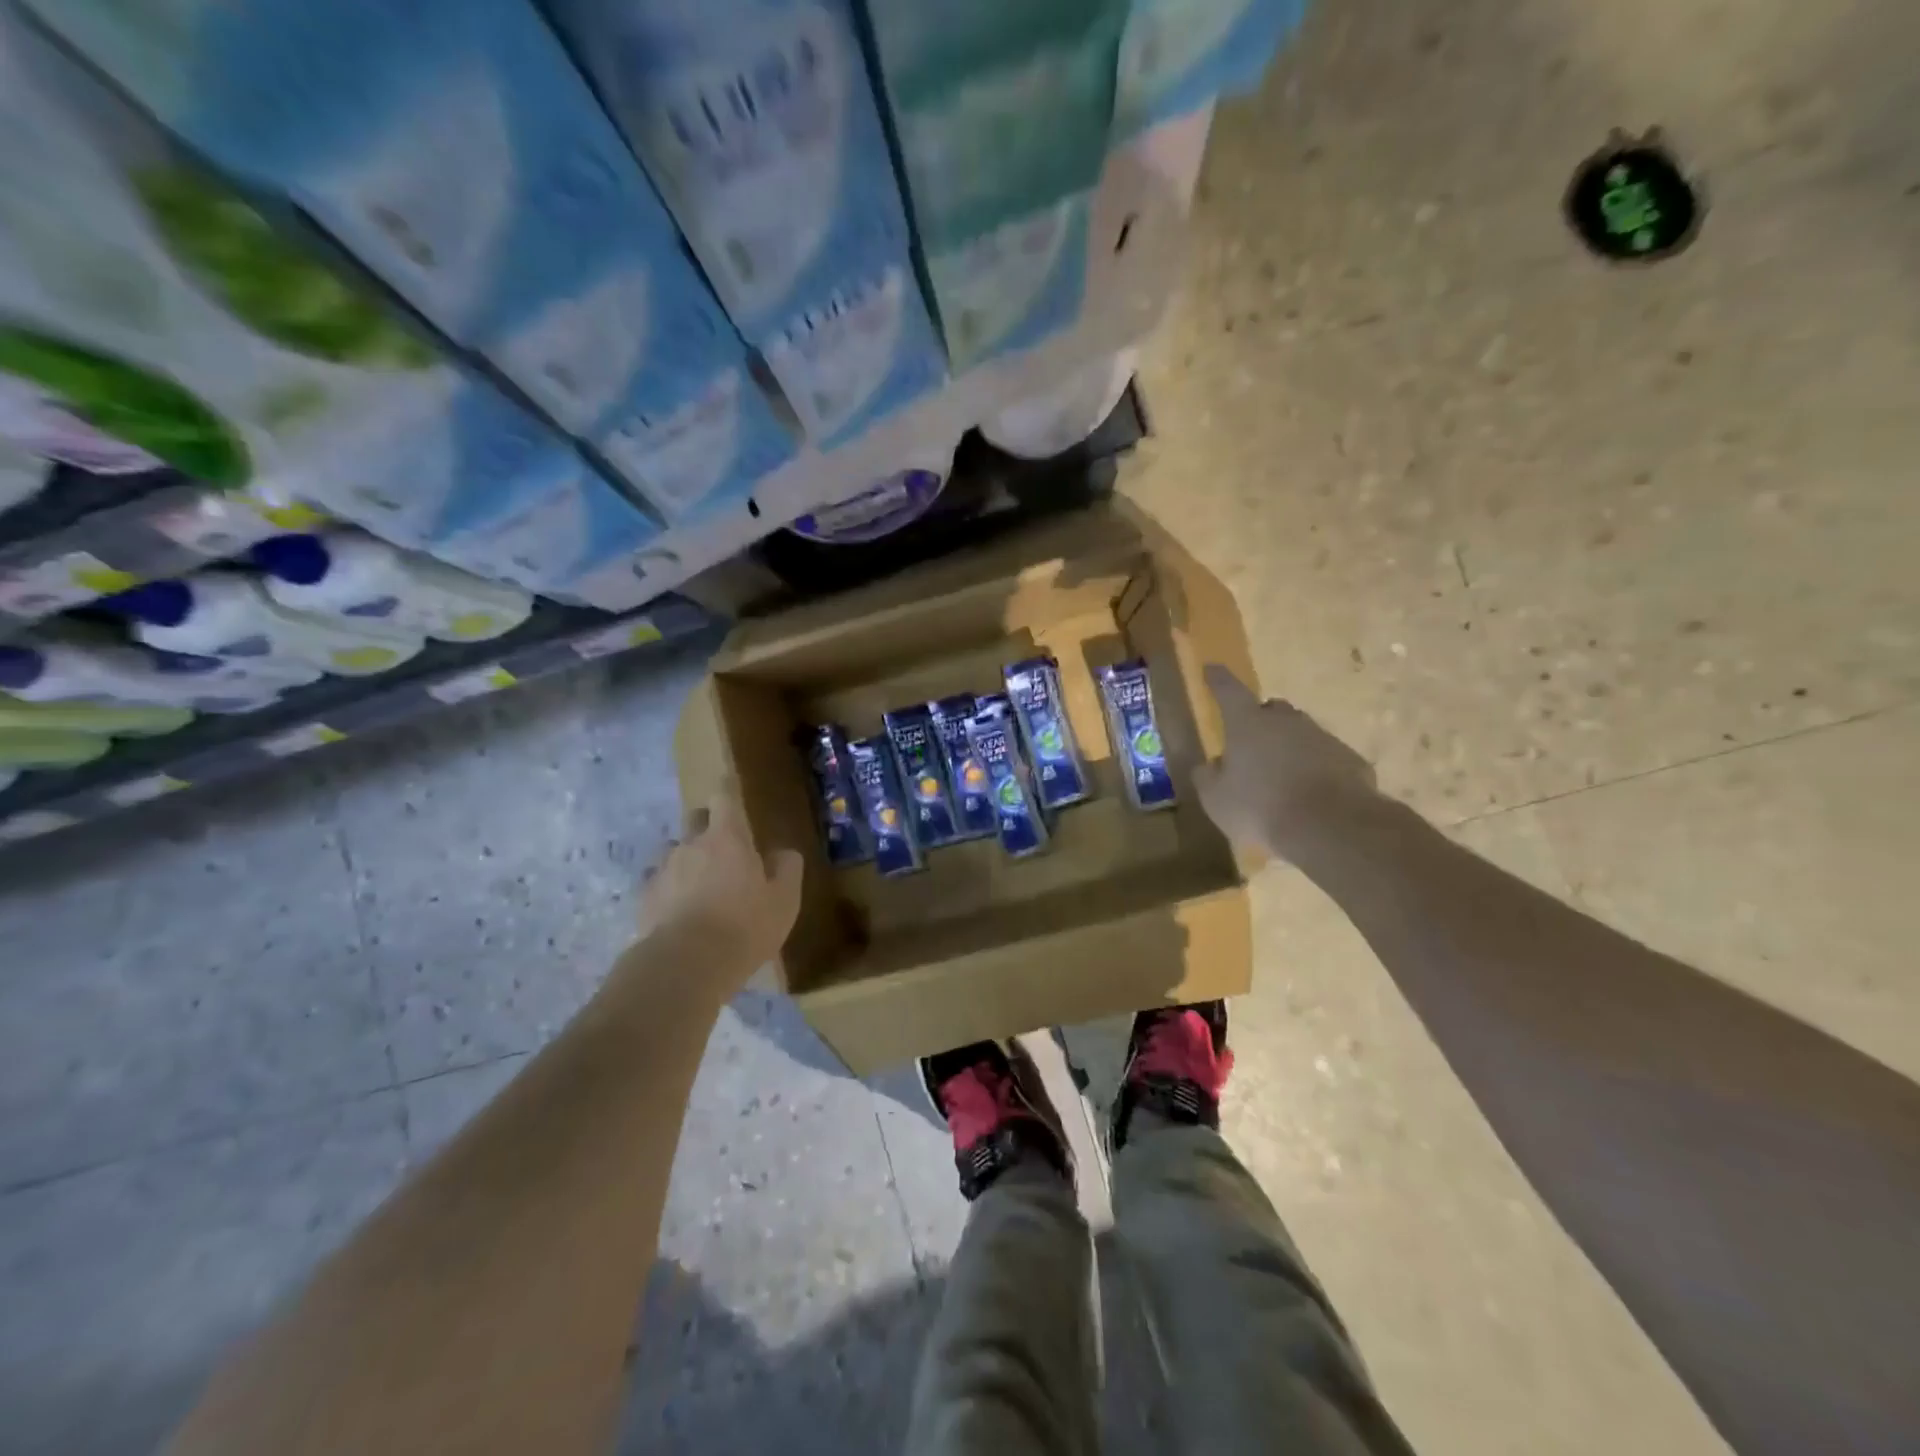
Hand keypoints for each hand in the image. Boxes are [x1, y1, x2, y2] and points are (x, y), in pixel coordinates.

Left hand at [637, 783, 802, 982]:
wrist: (685, 965)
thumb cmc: (744, 927)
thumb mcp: (784, 901)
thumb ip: (787, 869)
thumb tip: (783, 852)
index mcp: (727, 838)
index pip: (724, 798)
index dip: (728, 791)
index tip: (731, 787)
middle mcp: (691, 845)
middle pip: (695, 819)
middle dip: (708, 825)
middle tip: (724, 847)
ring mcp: (662, 870)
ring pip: (675, 852)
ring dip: (688, 860)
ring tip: (700, 885)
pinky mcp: (644, 899)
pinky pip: (659, 883)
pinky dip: (670, 890)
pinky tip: (680, 912)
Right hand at [1193, 665, 1380, 861]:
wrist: (1329, 827)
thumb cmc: (1260, 808)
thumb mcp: (1216, 799)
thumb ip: (1208, 777)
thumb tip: (1210, 765)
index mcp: (1248, 724)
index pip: (1228, 691)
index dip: (1217, 679)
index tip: (1211, 667)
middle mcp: (1286, 722)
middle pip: (1271, 710)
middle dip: (1260, 721)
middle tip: (1252, 745)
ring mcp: (1322, 738)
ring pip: (1301, 734)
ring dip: (1289, 749)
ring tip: (1282, 778)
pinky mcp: (1350, 760)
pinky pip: (1326, 758)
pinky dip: (1315, 769)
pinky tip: (1311, 796)